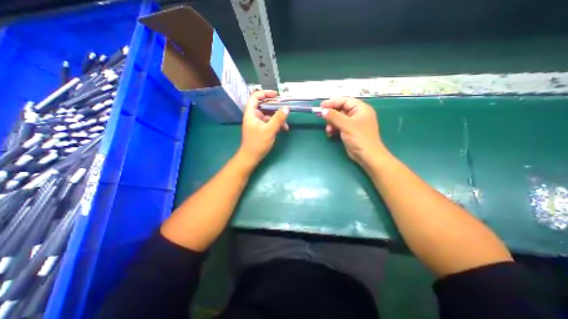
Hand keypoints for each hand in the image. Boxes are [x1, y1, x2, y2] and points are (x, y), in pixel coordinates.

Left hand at [238, 89, 288, 163]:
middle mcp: (254, 116)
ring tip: (286, 125)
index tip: (276, 95)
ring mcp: (258, 123)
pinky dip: (276, 124)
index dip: (265, 93)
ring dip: (278, 118)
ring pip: (269, 115)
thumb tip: (286, 108)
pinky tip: (283, 129)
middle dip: (275, 107)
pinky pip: (270, 122)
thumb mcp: (269, 130)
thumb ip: (278, 119)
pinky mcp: (261, 129)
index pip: (255, 97)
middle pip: (264, 105)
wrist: (251, 157)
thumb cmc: (257, 143)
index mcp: (251, 113)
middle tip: (285, 108)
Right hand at [321, 97, 387, 166]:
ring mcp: (353, 123)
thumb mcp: (346, 125)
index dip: (332, 102)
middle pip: (341, 110)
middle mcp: (357, 114)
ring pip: (338, 119)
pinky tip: (330, 133)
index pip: (345, 101)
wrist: (367, 156)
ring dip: (331, 123)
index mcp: (361, 109)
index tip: (321, 106)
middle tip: (322, 118)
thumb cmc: (359, 138)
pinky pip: (339, 126)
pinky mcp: (349, 131)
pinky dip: (334, 129)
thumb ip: (334, 116)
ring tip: (328, 130)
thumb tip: (323, 110)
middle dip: (331, 115)